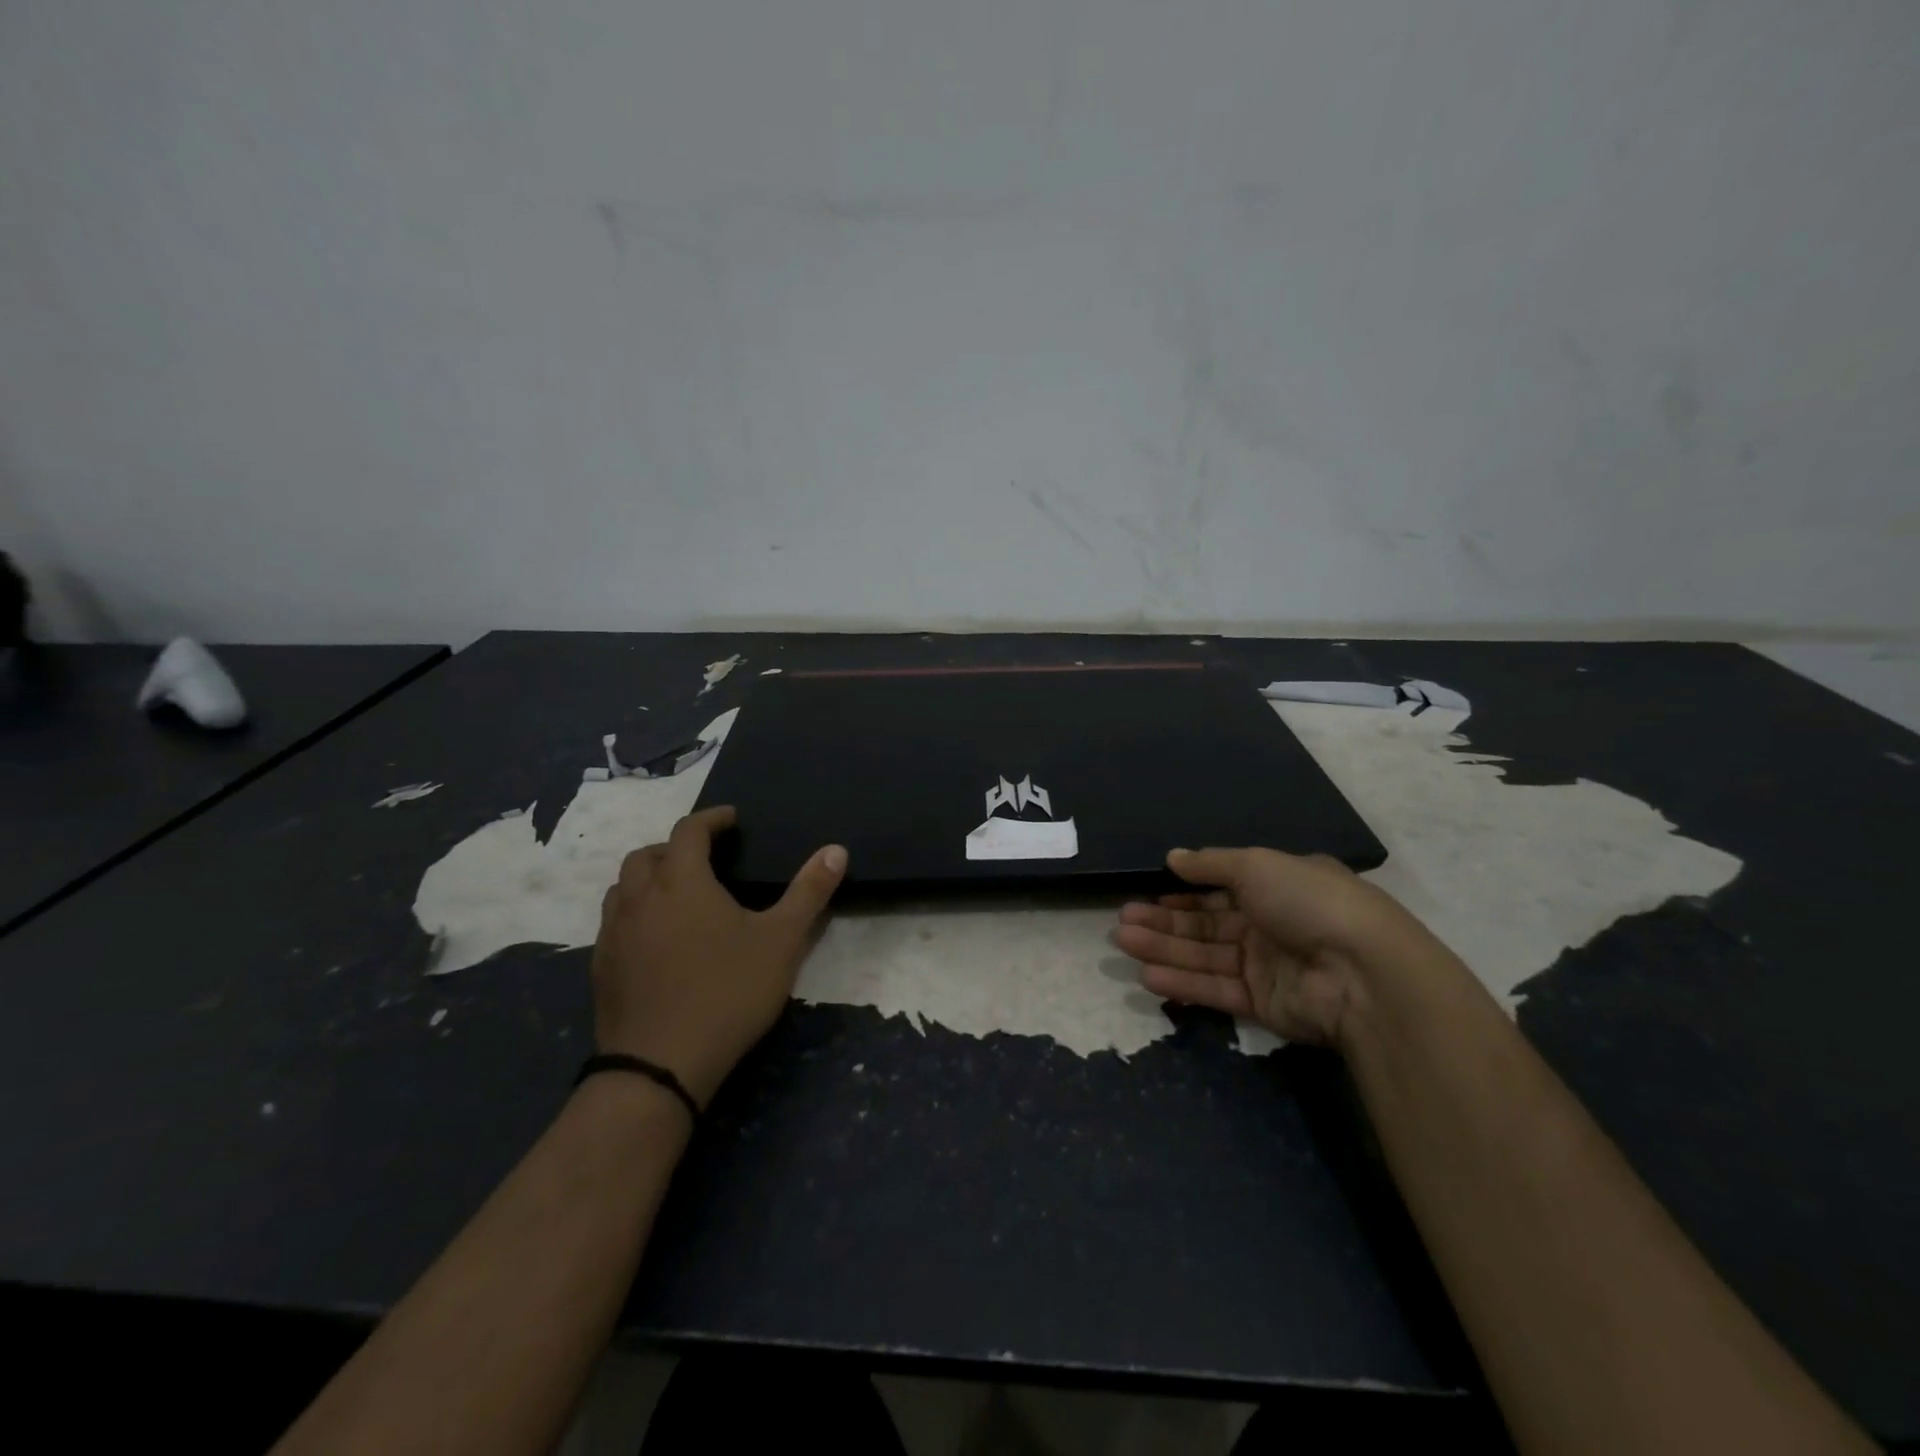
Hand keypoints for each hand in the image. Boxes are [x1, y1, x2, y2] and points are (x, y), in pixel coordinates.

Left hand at [591, 805, 847, 1106]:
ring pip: (623, 887)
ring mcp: (613, 933)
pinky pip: (614, 922)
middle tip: (706, 858)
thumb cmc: (727, 992)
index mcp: (681, 881)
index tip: (732, 819)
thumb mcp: (782, 941)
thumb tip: (837, 850)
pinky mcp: (601, 967)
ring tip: (678, 894)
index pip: (689, 830)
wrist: (660, 1066)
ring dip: (649, 878)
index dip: (712, 818)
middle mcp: (639, 897)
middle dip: (676, 846)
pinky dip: (635, 913)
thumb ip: (809, 892)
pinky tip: (657, 939)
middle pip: (647, 853)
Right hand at [1112, 846, 1455, 1045]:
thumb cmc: (1308, 902)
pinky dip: (1184, 982)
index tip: (1149, 895)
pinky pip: (1216, 988)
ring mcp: (1267, 965)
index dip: (1184, 893)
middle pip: (1207, 923)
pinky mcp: (1264, 1003)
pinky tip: (1148, 976)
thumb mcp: (1257, 866)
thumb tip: (1173, 857)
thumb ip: (1211, 864)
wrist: (1363, 973)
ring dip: (1163, 949)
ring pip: (1205, 955)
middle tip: (1122, 922)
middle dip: (1164, 922)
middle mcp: (1272, 924)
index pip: (1222, 889)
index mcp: (1278, 886)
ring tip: (1123, 942)